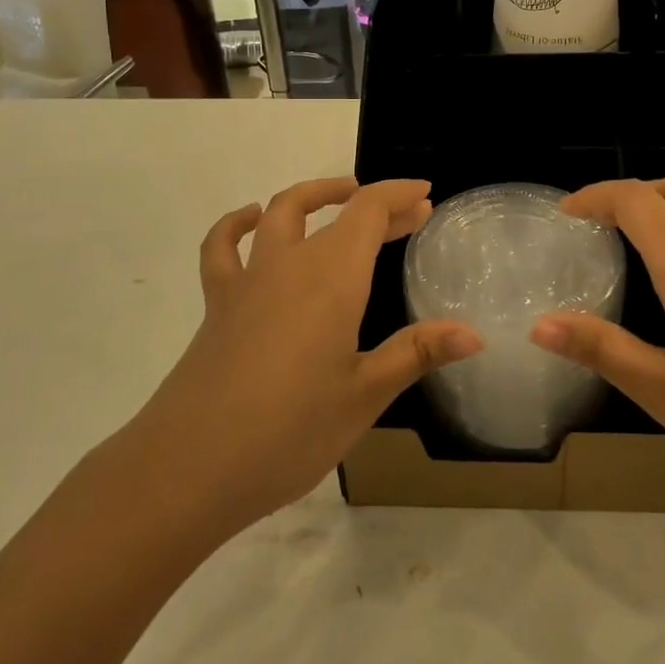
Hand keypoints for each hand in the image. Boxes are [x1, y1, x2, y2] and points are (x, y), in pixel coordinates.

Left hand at [122, 177, 480, 543]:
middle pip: (335, 212)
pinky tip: (252, 221)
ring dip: (314, 197)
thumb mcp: (364, 395)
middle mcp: (289, 265)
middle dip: (376, 206)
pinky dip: (239, 225)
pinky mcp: (218, 305)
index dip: (399, 195)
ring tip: (340, 197)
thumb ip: (417, 353)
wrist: (189, 468)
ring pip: (280, 214)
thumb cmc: (289, 432)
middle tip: (410, 215)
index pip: (368, 212)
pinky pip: (223, 248)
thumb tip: (474, 335)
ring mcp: (248, 282)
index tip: (425, 195)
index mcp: (332, 279)